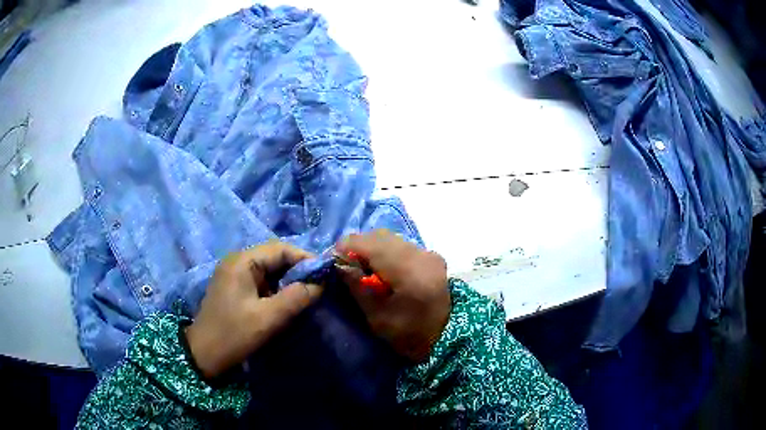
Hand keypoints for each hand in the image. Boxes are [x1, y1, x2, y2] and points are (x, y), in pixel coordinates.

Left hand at [185, 242, 322, 378]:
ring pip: (270, 270)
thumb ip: (296, 298)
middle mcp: (238, 261)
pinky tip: (288, 301)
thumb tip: (320, 283)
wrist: (204, 355)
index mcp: (242, 261)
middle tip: (319, 286)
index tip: (326, 274)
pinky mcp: (235, 288)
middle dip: (298, 270)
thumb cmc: (234, 334)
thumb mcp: (268, 318)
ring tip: (307, 294)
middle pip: (274, 257)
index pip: (280, 249)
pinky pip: (262, 281)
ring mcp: (235, 274)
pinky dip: (277, 289)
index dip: (305, 259)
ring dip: (289, 280)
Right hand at [336, 229, 449, 362]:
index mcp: (410, 272)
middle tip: (344, 263)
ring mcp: (429, 254)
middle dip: (358, 246)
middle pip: (380, 237)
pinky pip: (401, 245)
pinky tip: (379, 267)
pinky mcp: (431, 257)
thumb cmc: (408, 336)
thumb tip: (339, 263)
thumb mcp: (377, 316)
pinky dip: (385, 250)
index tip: (332, 258)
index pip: (371, 244)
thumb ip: (357, 286)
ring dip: (371, 247)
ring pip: (391, 238)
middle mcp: (422, 255)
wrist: (445, 339)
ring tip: (360, 265)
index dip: (346, 247)